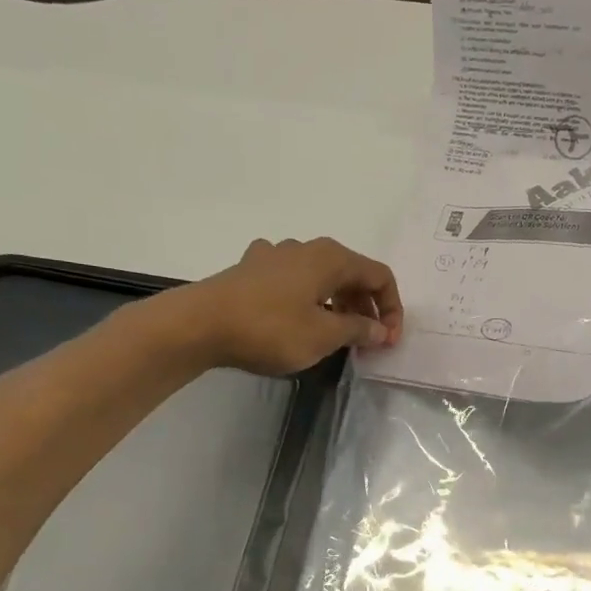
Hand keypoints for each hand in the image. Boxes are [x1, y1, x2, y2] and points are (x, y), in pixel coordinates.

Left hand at [174, 237, 403, 374]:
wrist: (198, 324)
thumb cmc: (270, 329)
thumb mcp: (323, 336)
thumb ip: (358, 330)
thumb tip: (380, 330)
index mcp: (331, 258)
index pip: (380, 276)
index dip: (392, 309)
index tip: (388, 341)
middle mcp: (306, 248)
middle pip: (352, 274)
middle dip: (367, 308)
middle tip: (367, 342)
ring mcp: (276, 256)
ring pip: (323, 277)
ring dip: (339, 305)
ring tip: (337, 336)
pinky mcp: (252, 270)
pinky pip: (295, 281)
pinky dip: (309, 300)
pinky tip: (299, 319)